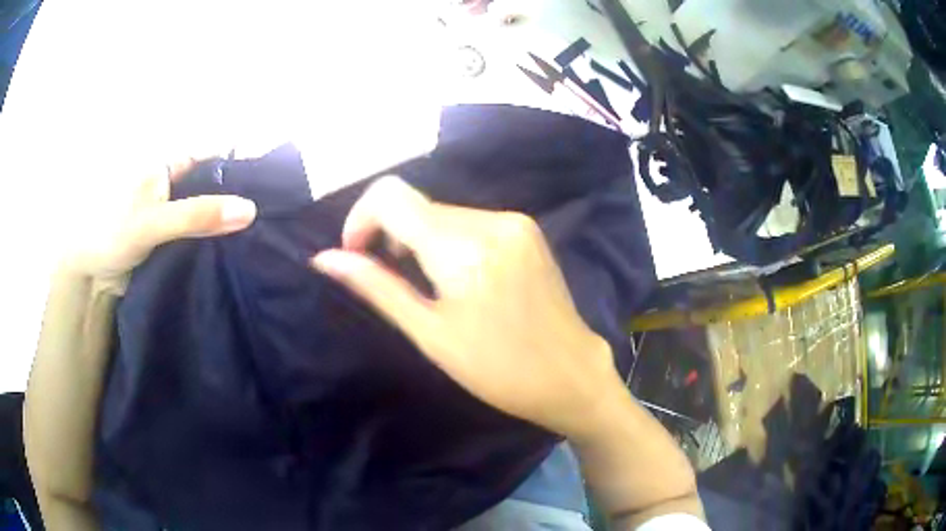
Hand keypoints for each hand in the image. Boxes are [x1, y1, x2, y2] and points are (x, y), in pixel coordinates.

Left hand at [65, 158, 256, 292]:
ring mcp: (174, 218)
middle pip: (214, 187)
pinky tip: (238, 255)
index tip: (273, 183)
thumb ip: (196, 215)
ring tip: (266, 236)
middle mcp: (174, 189)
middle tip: (275, 215)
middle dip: (239, 198)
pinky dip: (217, 247)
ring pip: (209, 215)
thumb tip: (250, 210)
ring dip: (229, 225)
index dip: (241, 164)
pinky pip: (201, 241)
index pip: (212, 158)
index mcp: (168, 168)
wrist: (91, 279)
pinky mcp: (173, 245)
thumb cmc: (112, 235)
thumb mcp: (153, 221)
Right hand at [311, 176, 623, 439]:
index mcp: (463, 248)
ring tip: (429, 287)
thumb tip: (323, 259)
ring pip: (442, 212)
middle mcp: (491, 220)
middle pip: (416, 205)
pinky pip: (470, 221)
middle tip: (394, 283)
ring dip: (420, 240)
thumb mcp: (430, 334)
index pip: (390, 195)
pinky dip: (449, 240)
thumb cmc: (498, 369)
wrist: (571, 374)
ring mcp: (514, 221)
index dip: (360, 218)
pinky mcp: (527, 229)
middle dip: (390, 235)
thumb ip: (377, 287)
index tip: (358, 256)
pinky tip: (459, 278)